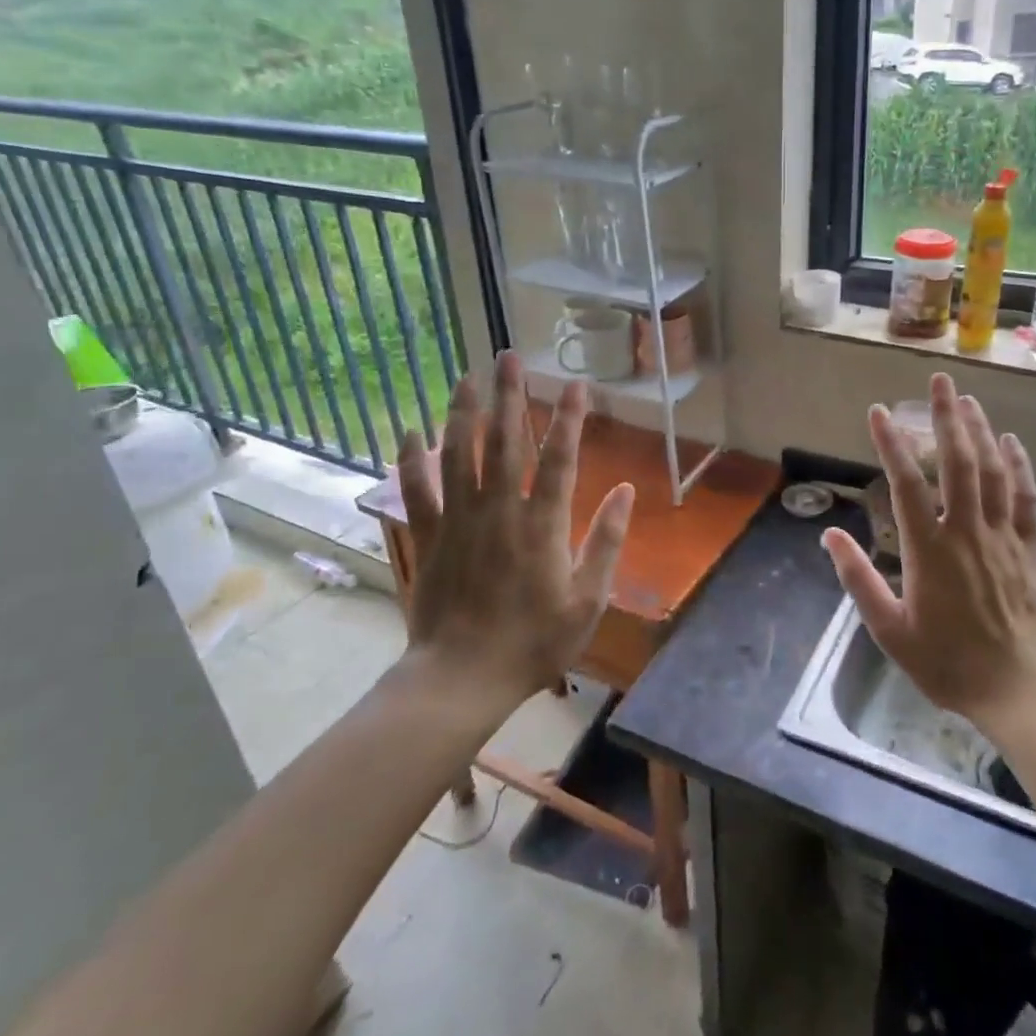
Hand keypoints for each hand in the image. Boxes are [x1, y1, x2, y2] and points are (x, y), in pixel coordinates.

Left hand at [395, 351, 633, 705]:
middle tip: (510, 357)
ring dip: (463, 412)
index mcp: (543, 525)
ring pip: (458, 454)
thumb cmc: (534, 642)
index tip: (576, 384)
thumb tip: (626, 491)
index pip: (560, 458)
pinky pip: (415, 490)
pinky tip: (409, 429)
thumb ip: (607, 542)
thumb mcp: (588, 600)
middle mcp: (500, 510)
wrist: (462, 678)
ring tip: (468, 375)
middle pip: (505, 442)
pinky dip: (410, 459)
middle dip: (511, 396)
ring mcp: (459, 520)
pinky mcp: (429, 536)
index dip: (570, 418)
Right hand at [821, 373, 1035, 734]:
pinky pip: (1026, 497)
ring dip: (980, 431)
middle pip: (957, 462)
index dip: (891, 444)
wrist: (1021, 691)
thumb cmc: (948, 664)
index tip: (879, 411)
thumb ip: (858, 579)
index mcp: (928, 550)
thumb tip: (829, 534)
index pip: (906, 484)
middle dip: (946, 418)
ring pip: (993, 471)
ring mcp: (1003, 537)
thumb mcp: (890, 630)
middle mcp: (967, 531)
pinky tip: (1012, 442)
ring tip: (968, 399)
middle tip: (939, 381)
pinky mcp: (1030, 549)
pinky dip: (1019, 466)